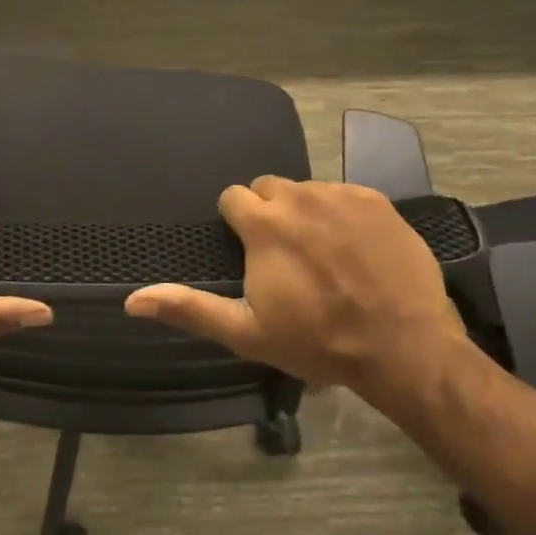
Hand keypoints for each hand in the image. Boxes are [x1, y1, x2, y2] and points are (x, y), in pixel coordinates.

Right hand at [124, 177, 468, 388]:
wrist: (403, 346)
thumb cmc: (318, 340)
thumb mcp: (247, 332)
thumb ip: (190, 308)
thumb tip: (132, 300)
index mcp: (263, 224)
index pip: (233, 197)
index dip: (237, 225)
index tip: (251, 253)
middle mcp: (299, 197)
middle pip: (268, 189)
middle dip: (268, 214)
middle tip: (284, 255)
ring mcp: (341, 195)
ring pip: (307, 190)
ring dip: (305, 213)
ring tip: (322, 253)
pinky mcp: (376, 201)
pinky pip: (343, 195)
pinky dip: (341, 214)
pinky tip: (354, 248)